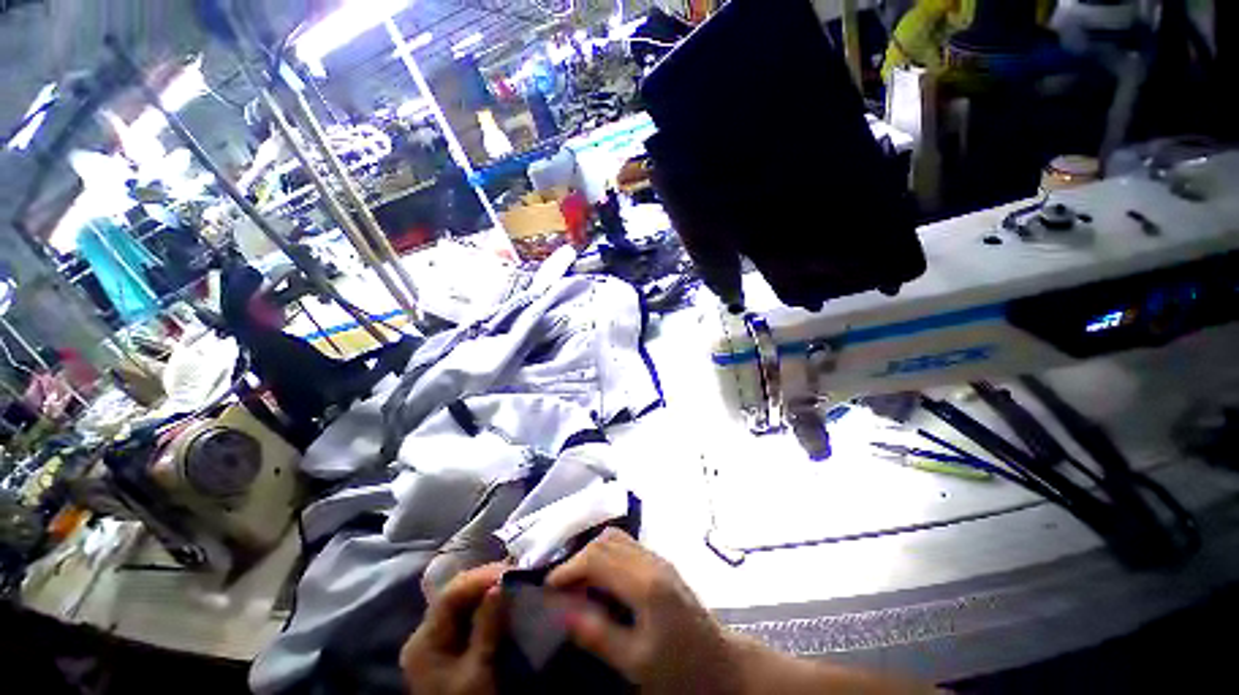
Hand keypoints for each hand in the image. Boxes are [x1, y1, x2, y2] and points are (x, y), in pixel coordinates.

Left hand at [401, 563, 506, 694]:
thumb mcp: (478, 669)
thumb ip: (487, 626)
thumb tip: (500, 584)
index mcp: (424, 641)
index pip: (449, 596)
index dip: (479, 578)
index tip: (508, 570)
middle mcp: (425, 636)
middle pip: (454, 596)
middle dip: (484, 581)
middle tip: (513, 572)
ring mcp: (437, 642)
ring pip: (462, 604)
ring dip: (487, 591)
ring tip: (511, 581)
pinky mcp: (451, 649)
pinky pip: (467, 617)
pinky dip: (486, 606)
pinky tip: (503, 600)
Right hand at [547, 528, 742, 694]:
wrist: (721, 664)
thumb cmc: (680, 669)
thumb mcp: (635, 662)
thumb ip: (598, 634)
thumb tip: (562, 611)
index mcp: (646, 584)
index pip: (598, 558)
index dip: (569, 568)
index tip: (548, 588)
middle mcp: (652, 561)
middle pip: (606, 541)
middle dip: (577, 559)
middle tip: (561, 587)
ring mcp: (658, 559)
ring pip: (616, 538)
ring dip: (592, 553)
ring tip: (578, 582)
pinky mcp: (661, 563)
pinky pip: (627, 546)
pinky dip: (606, 554)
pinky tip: (601, 579)